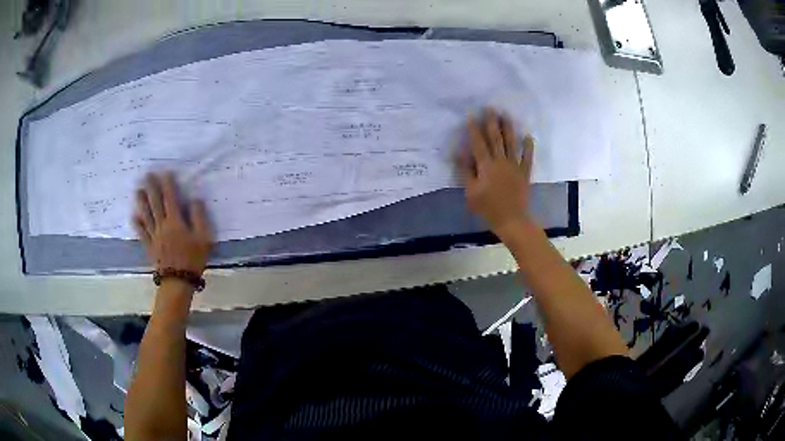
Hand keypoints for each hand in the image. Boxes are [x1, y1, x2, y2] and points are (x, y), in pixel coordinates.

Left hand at [133, 172, 212, 274]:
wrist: (179, 281)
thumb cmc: (193, 259)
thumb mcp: (204, 238)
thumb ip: (199, 217)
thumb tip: (195, 199)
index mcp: (175, 221)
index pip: (170, 198)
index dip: (167, 185)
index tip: (165, 172)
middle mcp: (162, 225)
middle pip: (155, 203)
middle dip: (151, 188)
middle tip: (147, 175)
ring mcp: (154, 236)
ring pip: (146, 215)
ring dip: (141, 202)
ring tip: (137, 191)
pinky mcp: (150, 247)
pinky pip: (142, 234)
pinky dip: (137, 225)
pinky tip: (134, 217)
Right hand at [458, 108, 534, 237]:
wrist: (511, 219)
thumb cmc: (488, 207)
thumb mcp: (470, 192)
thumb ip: (465, 172)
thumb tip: (460, 153)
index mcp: (486, 166)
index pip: (479, 143)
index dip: (474, 129)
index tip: (471, 116)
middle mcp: (501, 161)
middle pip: (496, 138)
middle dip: (492, 122)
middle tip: (491, 108)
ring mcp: (514, 166)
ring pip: (511, 143)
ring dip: (508, 128)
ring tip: (506, 115)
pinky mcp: (524, 172)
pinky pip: (527, 157)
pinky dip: (528, 146)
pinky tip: (528, 136)